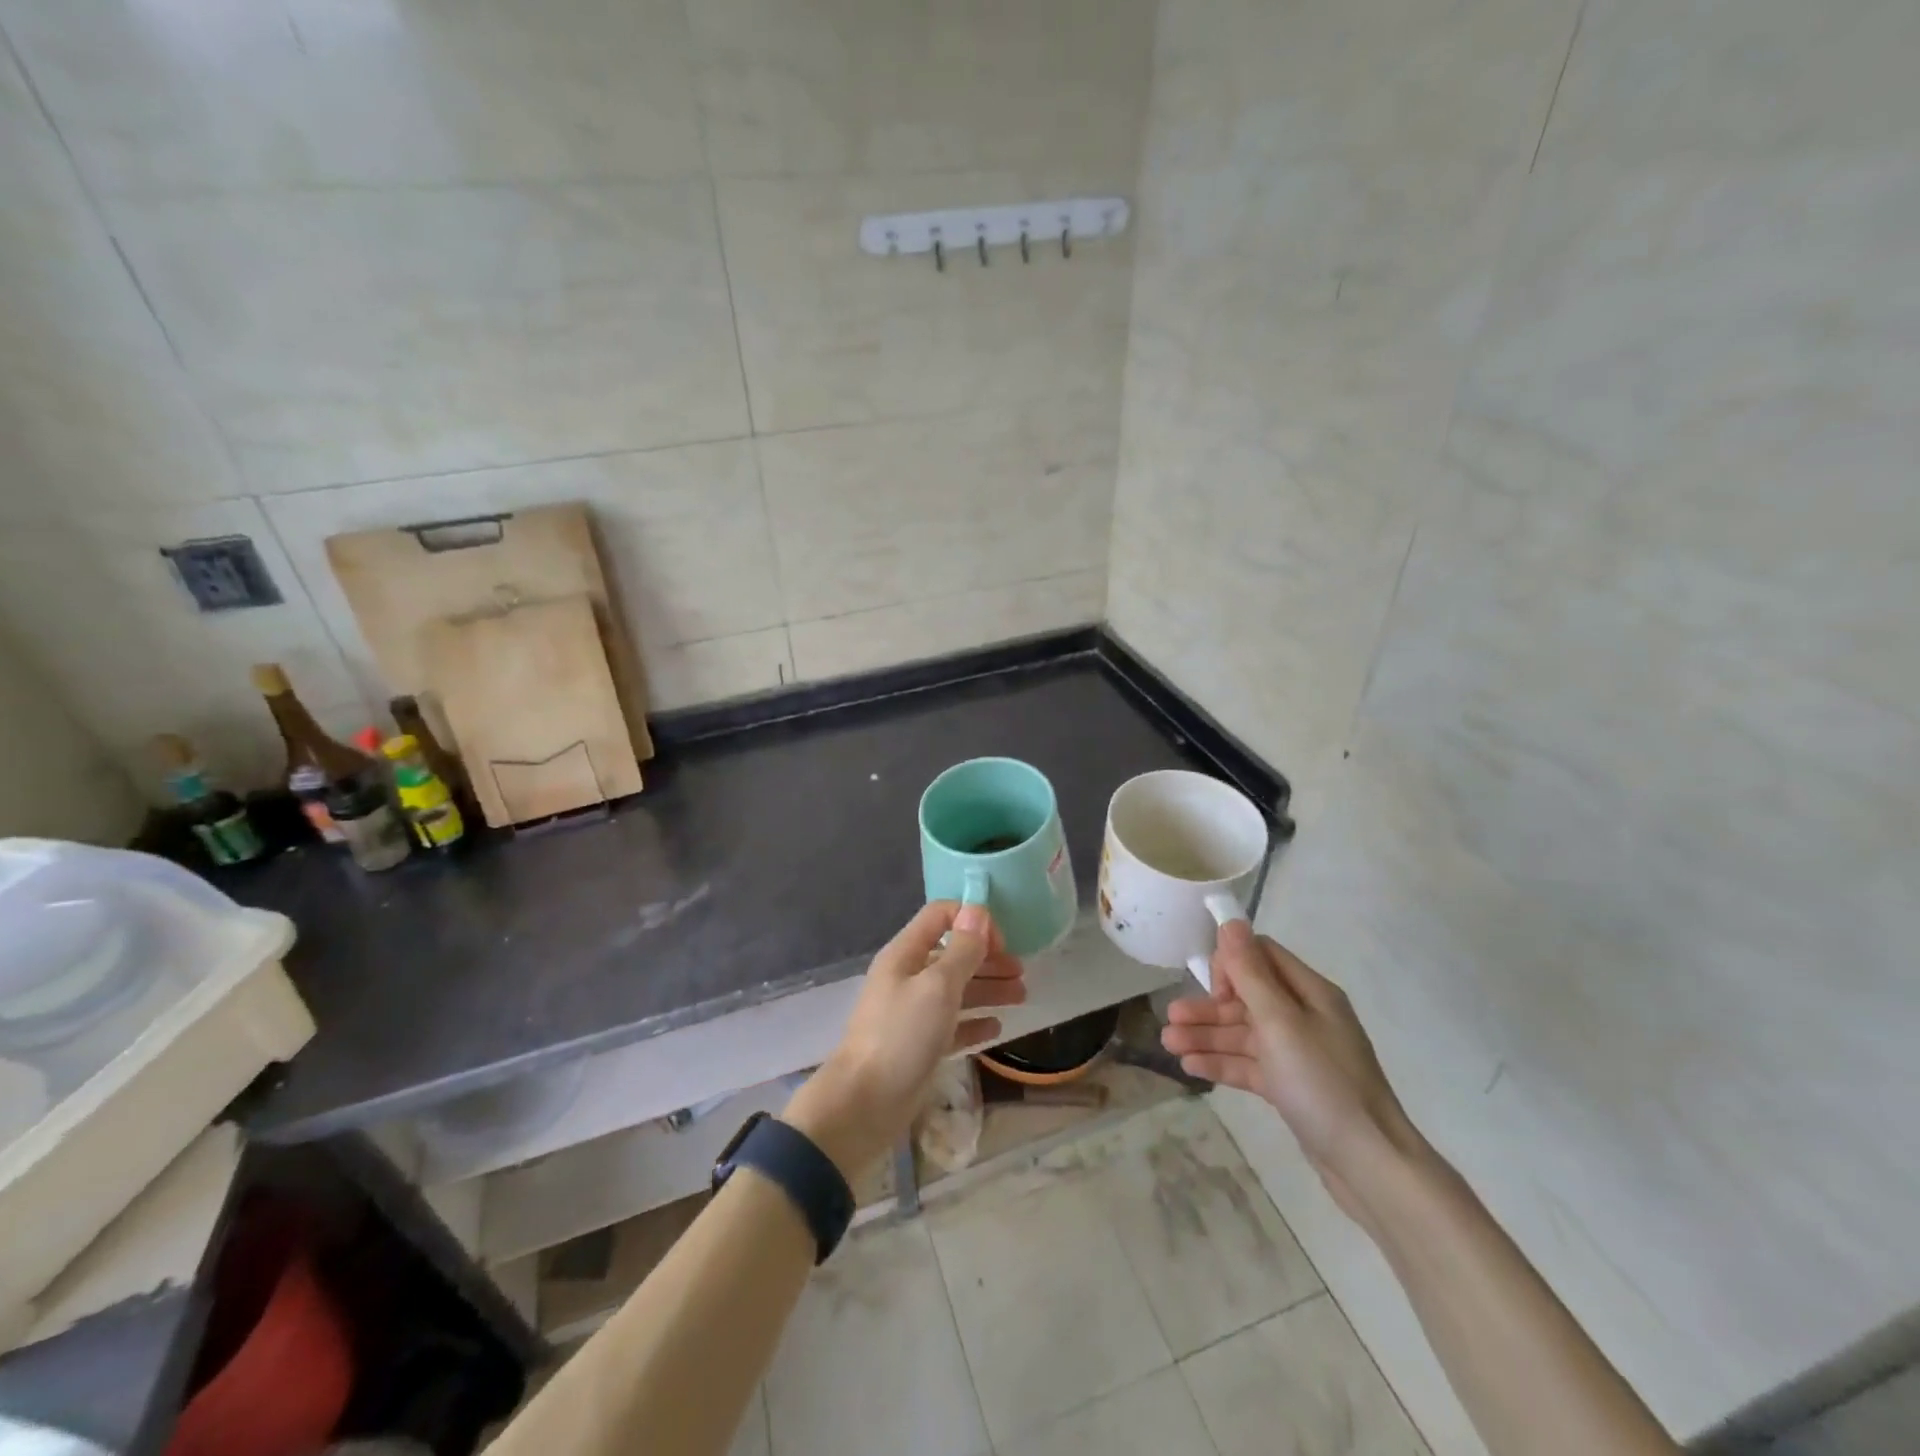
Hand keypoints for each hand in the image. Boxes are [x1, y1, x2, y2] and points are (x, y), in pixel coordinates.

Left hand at [784, 901, 1024, 1179]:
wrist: (865, 1103)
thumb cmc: (902, 1035)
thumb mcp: (938, 987)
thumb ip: (962, 950)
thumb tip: (977, 910)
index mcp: (906, 954)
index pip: (940, 916)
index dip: (972, 920)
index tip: (1002, 941)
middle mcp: (909, 977)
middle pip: (953, 955)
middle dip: (987, 958)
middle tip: (1021, 971)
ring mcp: (913, 1012)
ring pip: (957, 990)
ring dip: (989, 989)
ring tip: (1021, 996)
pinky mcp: (920, 1045)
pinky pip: (953, 1025)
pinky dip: (975, 1023)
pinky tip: (997, 1027)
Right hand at [1161, 920, 1423, 1223]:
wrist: (1369, 1165)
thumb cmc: (1322, 1083)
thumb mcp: (1280, 1022)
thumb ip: (1250, 973)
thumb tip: (1231, 922)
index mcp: (1310, 993)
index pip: (1262, 956)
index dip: (1232, 964)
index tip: (1212, 989)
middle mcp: (1305, 1017)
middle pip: (1247, 997)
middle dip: (1208, 1006)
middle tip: (1171, 1017)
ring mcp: (1298, 1054)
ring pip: (1244, 1033)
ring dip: (1207, 1035)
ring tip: (1168, 1043)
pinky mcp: (1291, 1086)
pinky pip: (1250, 1065)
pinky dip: (1221, 1062)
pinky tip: (1190, 1066)